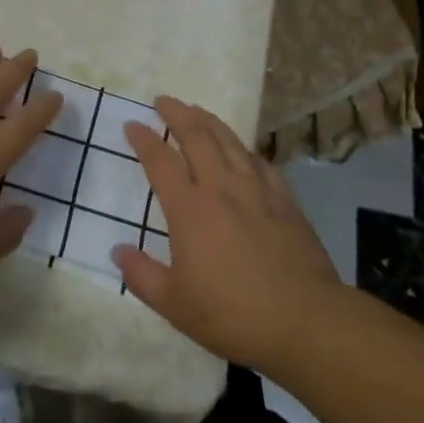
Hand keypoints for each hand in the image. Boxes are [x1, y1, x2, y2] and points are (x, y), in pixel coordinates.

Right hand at [111, 97, 347, 371]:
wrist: (305, 322)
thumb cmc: (232, 314)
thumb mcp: (175, 305)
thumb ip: (142, 275)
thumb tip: (118, 251)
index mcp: (189, 209)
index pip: (160, 161)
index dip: (144, 139)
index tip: (132, 124)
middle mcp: (220, 188)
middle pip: (197, 136)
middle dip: (177, 113)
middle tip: (163, 101)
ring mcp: (257, 191)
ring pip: (230, 141)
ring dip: (209, 121)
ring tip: (197, 110)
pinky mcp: (285, 201)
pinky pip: (261, 163)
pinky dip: (246, 150)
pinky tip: (244, 151)